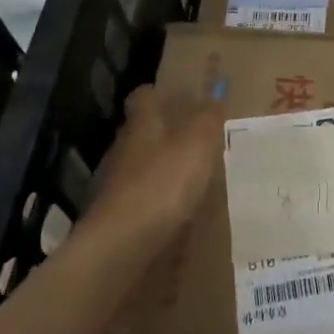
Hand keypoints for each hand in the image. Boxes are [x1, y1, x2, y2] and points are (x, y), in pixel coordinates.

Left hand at [83, 85, 225, 247]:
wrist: (122, 242)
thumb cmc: (164, 180)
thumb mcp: (199, 143)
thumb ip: (209, 117)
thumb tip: (217, 92)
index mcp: (143, 122)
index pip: (145, 95)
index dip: (162, 94)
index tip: (184, 99)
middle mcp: (124, 145)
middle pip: (143, 129)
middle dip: (166, 131)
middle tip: (198, 138)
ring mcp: (116, 180)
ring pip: (142, 162)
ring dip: (162, 165)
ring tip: (193, 175)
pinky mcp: (117, 212)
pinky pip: (141, 194)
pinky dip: (157, 196)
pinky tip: (177, 207)